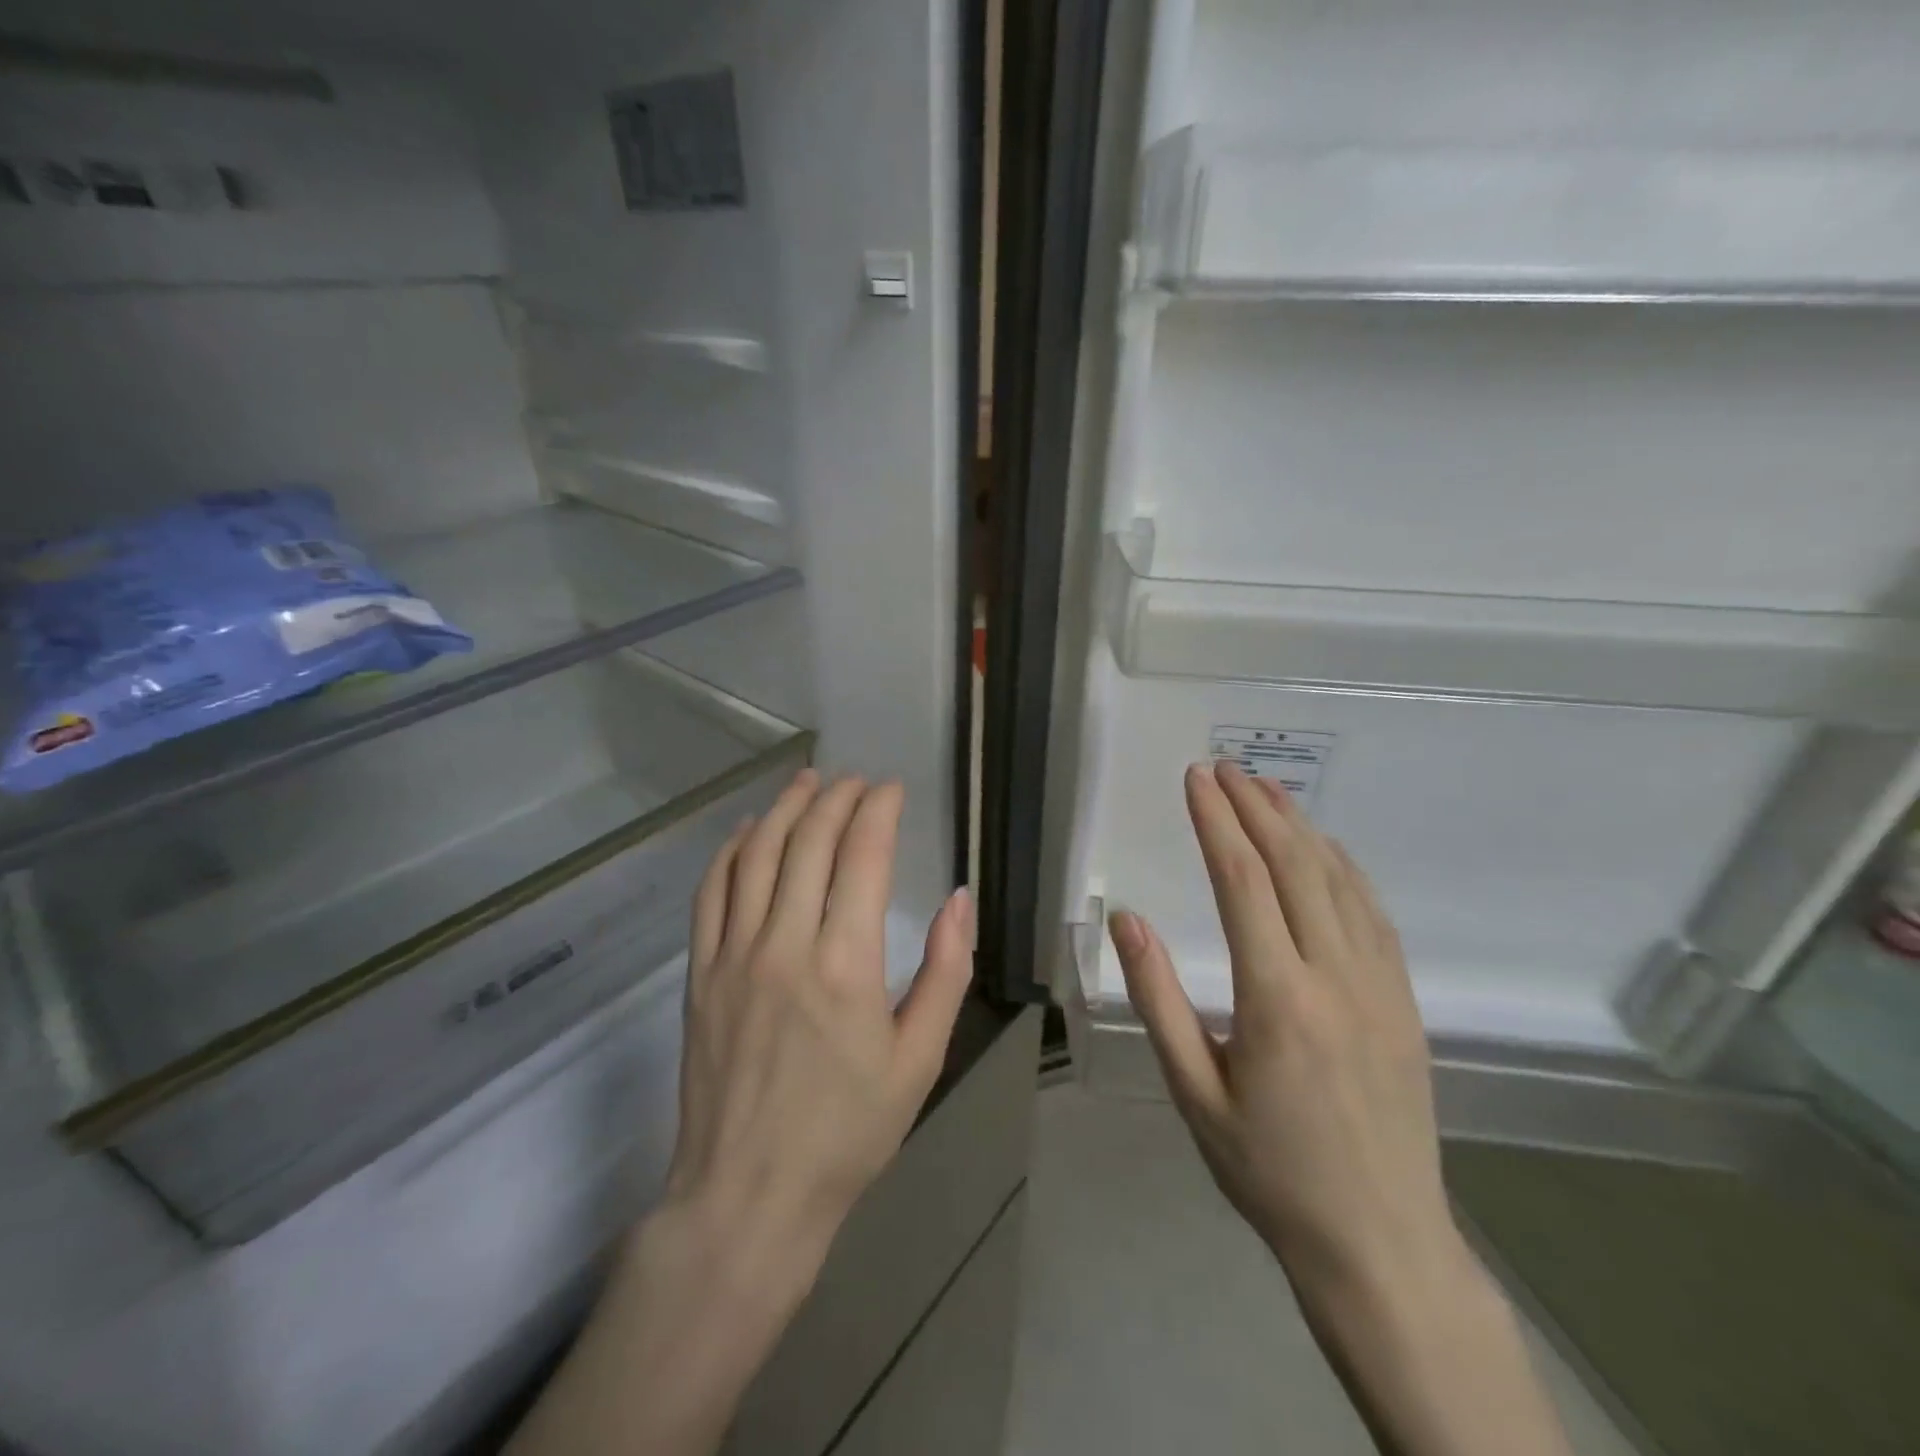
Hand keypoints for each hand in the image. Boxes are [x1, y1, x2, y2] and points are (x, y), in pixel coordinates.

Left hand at [507, 769, 974, 1455]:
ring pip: (758, 854)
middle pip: (809, 840)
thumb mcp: (920, 1059)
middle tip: (858, 780)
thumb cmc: (848, 1131)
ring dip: (785, 808)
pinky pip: (712, 891)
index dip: (878, 810)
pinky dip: (732, 849)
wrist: (749, 1195)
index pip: (862, 854)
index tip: (892, 789)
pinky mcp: (700, 973)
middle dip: (837, 797)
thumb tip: (959, 898)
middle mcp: (785, 944)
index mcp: (846, 964)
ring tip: (808, 781)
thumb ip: (945, 971)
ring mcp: (734, 954)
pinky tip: (751, 830)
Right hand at [1107, 761, 1463, 1301]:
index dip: (1217, 822)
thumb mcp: (1193, 1092)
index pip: (1242, 883)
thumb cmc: (1269, 1171)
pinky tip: (1324, 849)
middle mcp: (1335, 977)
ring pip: (1339, 881)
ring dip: (1300, 827)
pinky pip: (1373, 913)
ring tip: (1267, 789)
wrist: (1380, 1243)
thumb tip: (1126, 920)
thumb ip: (1158, 998)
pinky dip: (1344, 867)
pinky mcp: (1404, 1001)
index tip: (1196, 779)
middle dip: (1255, 807)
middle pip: (1294, 866)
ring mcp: (1380, 985)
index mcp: (1277, 999)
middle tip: (1225, 768)